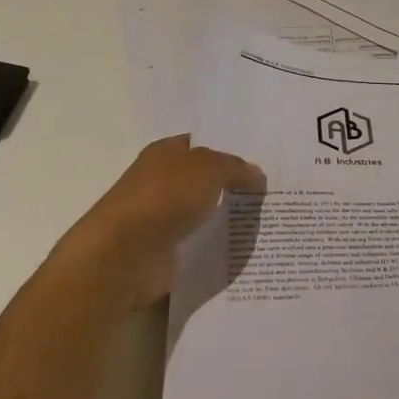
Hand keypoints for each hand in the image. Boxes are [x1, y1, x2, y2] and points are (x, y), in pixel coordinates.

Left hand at [57, 136, 265, 312]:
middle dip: (234, 186)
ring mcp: (163, 219)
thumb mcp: (209, 168)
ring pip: (204, 214)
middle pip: (205, 180)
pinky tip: (247, 248)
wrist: (125, 254)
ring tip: (268, 222)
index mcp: (165, 153)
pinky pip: (200, 245)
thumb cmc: (164, 197)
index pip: (202, 145)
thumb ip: (235, 168)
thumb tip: (256, 174)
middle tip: (273, 191)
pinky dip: (218, 247)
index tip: (262, 161)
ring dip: (228, 219)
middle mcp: (162, 182)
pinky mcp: (166, 251)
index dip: (229, 150)